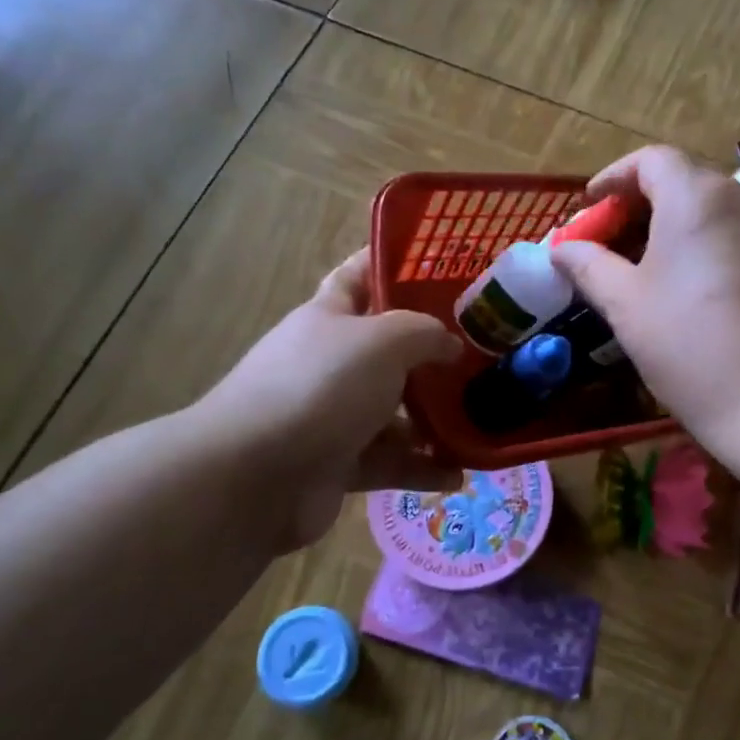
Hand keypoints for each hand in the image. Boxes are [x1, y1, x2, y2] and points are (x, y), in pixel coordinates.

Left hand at [192, 249, 461, 549]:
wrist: (256, 475)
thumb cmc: (321, 387)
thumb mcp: (383, 341)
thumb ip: (425, 333)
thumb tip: (451, 345)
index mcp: (328, 319)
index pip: (358, 277)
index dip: (390, 265)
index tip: (438, 264)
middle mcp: (330, 364)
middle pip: (386, 352)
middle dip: (431, 353)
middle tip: (483, 353)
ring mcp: (334, 417)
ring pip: (394, 413)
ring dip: (433, 420)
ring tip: (480, 421)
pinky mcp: (339, 465)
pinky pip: (390, 462)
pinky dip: (422, 468)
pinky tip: (460, 474)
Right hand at [549, 145, 739, 455]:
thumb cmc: (690, 343)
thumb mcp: (626, 305)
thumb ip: (589, 266)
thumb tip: (561, 248)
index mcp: (695, 197)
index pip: (650, 161)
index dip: (614, 178)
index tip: (590, 206)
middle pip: (683, 182)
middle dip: (640, 206)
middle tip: (611, 244)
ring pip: (713, 211)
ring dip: (675, 228)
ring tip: (647, 269)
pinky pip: (739, 236)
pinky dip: (707, 246)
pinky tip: (692, 288)